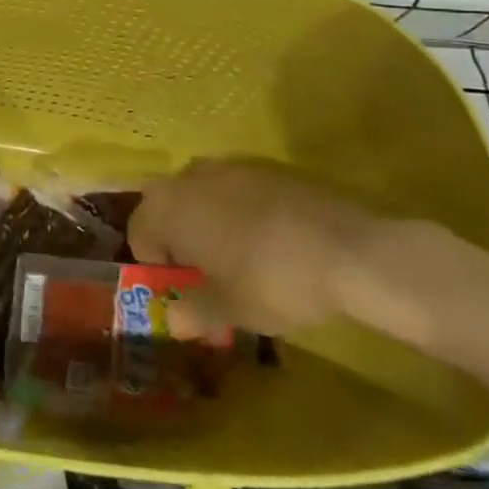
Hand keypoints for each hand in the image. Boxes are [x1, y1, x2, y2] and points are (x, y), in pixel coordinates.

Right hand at [126, 158, 383, 337]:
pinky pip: (237, 189)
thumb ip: (194, 312)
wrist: (349, 249)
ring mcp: (230, 166)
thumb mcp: (229, 309)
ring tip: (238, 255)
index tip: (181, 288)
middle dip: (177, 236)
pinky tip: (271, 239)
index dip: (154, 264)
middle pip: (166, 206)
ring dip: (207, 220)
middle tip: (204, 271)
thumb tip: (173, 321)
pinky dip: (241, 210)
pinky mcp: (267, 167)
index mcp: (168, 208)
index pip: (139, 232)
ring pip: (201, 194)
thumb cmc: (271, 280)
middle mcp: (189, 177)